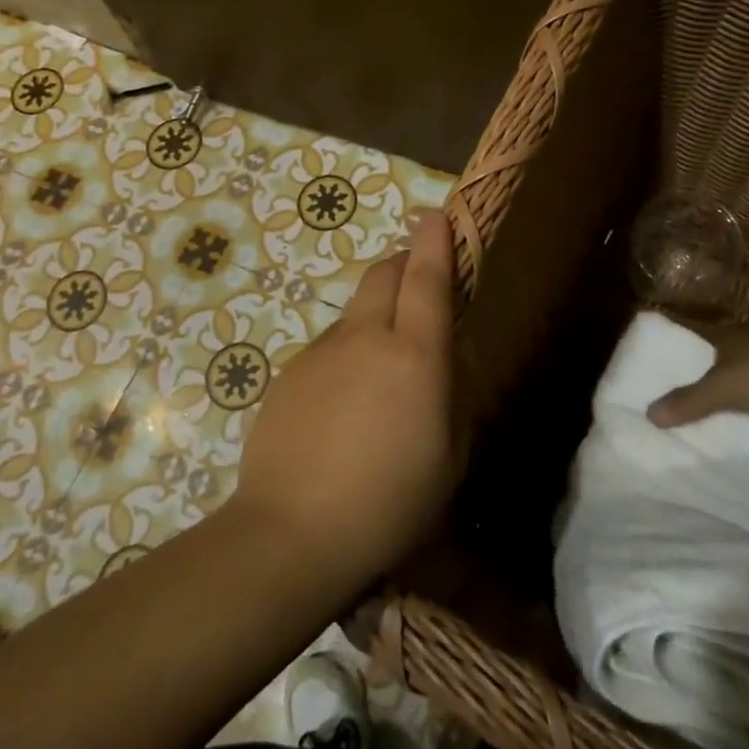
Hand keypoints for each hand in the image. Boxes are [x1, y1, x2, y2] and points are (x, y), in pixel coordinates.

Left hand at [229, 210, 461, 588]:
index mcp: (414, 355)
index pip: (427, 278)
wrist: (293, 533)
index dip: (435, 241)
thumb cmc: (390, 503)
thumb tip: (453, 349)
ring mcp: (321, 351)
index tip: (436, 214)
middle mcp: (365, 337)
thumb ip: (457, 390)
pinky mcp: (290, 372)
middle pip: (383, 274)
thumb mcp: (450, 454)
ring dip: (375, 317)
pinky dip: (346, 354)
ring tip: (380, 374)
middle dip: (404, 265)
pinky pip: (328, 346)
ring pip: (355, 311)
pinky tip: (343, 408)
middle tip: (418, 288)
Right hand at [648, 322, 748, 429]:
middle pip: (735, 342)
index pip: (701, 332)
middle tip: (709, 371)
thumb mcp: (722, 391)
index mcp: (732, 333)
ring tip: (746, 387)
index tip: (676, 345)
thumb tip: (649, 413)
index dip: (688, 339)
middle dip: (724, 356)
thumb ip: (689, 401)